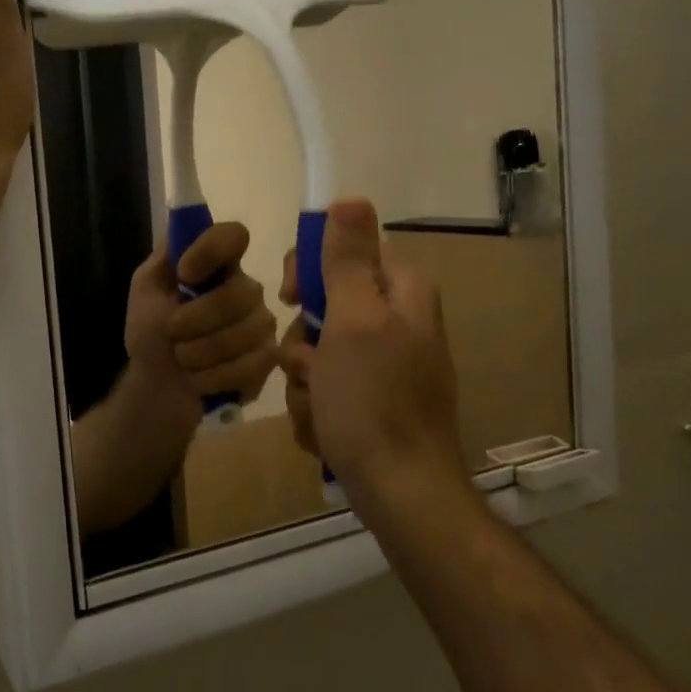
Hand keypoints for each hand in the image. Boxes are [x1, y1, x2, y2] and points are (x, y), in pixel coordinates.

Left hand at [125, 222, 276, 411]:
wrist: (157, 387)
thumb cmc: (151, 334)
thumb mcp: (146, 291)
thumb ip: (165, 259)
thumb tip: (185, 234)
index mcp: (217, 265)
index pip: (233, 235)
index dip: (210, 251)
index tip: (185, 274)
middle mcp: (246, 288)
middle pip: (239, 293)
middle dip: (194, 320)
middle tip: (171, 333)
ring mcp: (261, 324)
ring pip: (243, 333)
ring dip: (198, 352)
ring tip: (182, 359)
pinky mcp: (268, 360)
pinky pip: (249, 365)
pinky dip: (212, 376)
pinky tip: (199, 379)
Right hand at [278, 199, 463, 513]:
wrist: (400, 494)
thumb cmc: (374, 402)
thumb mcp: (354, 321)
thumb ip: (347, 260)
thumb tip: (350, 197)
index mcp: (400, 293)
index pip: (345, 250)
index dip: (310, 270)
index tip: (290, 297)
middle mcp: (395, 323)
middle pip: (324, 305)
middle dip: (304, 342)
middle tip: (312, 367)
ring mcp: (383, 366)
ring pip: (317, 352)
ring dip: (306, 381)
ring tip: (322, 409)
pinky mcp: (370, 402)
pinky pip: (325, 388)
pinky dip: (317, 408)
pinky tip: (328, 431)